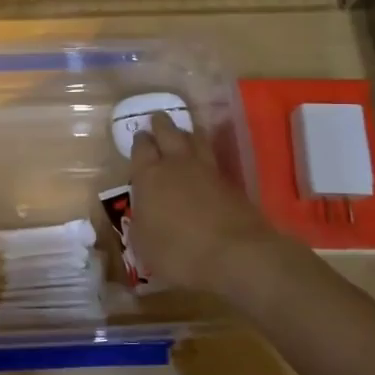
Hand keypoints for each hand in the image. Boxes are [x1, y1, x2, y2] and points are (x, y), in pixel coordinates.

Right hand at [128, 112, 290, 296]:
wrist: (235, 254)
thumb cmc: (178, 251)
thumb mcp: (143, 244)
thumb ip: (140, 223)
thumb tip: (142, 214)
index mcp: (149, 175)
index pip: (141, 148)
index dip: (140, 142)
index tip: (140, 138)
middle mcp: (177, 164)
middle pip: (168, 133)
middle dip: (161, 125)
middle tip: (158, 120)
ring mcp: (207, 170)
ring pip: (196, 139)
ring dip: (187, 133)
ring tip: (184, 132)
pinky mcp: (230, 182)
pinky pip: (214, 159)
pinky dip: (206, 155)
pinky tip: (205, 162)